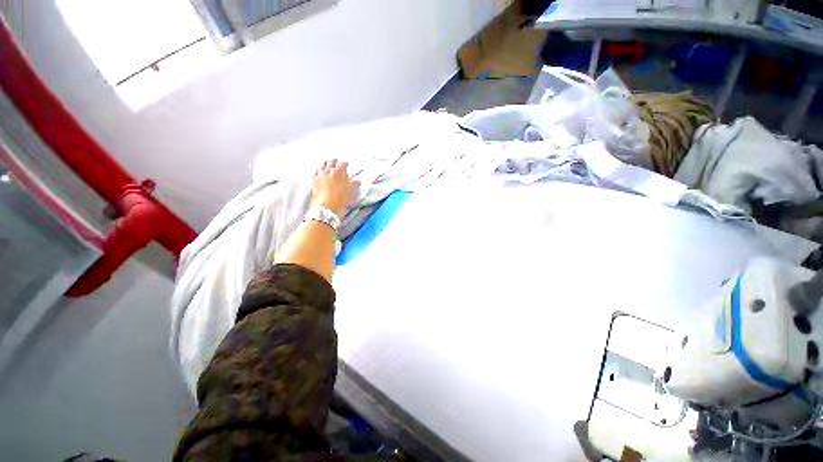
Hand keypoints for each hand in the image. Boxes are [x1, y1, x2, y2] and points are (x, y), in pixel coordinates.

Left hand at [311, 159, 359, 216]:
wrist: (326, 208)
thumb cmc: (340, 200)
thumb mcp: (351, 193)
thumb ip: (354, 185)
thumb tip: (357, 180)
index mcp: (339, 173)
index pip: (343, 164)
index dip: (345, 163)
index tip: (347, 164)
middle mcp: (329, 172)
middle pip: (331, 162)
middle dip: (335, 161)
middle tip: (336, 161)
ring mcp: (320, 176)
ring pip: (322, 166)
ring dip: (325, 164)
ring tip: (327, 164)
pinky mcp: (313, 182)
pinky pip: (315, 173)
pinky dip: (317, 171)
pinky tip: (318, 171)